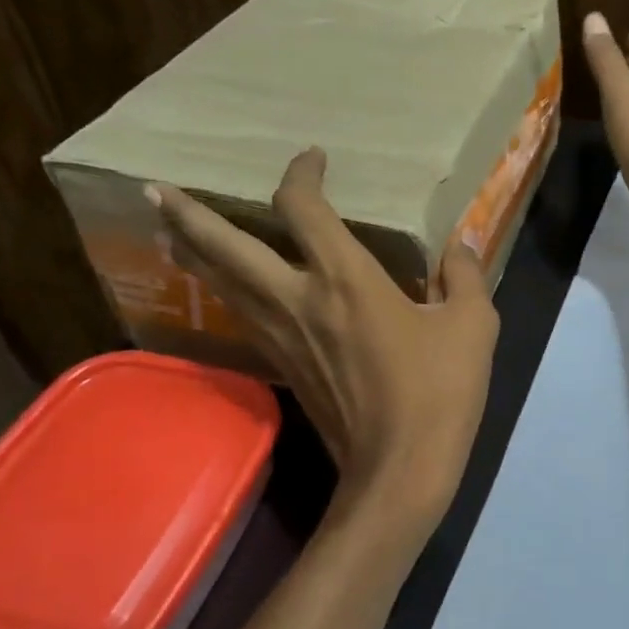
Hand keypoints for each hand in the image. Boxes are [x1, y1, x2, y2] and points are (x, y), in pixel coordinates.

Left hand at [147, 149, 498, 521]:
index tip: (313, 159)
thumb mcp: (471, 326)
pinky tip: (224, 292)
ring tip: (170, 233)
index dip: (302, 174)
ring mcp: (282, 338)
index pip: (304, 208)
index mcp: (345, 280)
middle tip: (156, 192)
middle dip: (190, 215)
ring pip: (222, 286)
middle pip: (227, 248)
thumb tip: (462, 243)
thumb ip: (465, 276)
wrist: (400, 469)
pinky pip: (242, 318)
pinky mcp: (282, 369)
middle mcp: (298, 300)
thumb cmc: (439, 392)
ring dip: (192, 254)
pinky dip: (224, 294)